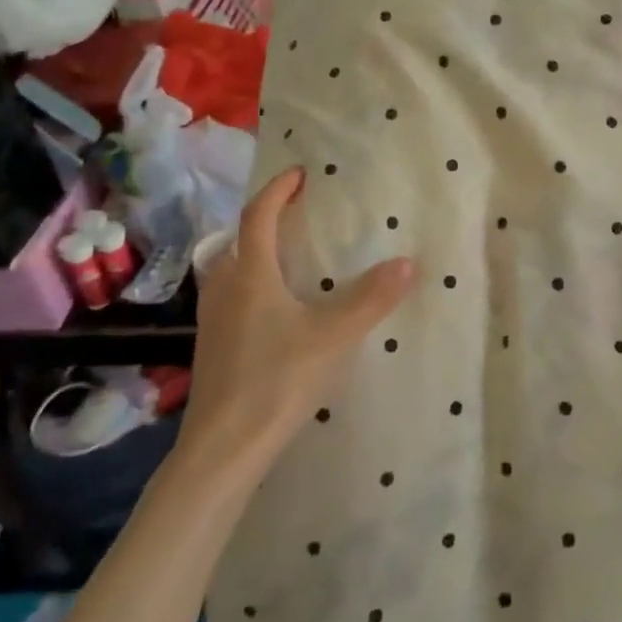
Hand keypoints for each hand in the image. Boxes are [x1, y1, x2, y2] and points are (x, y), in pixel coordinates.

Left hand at [179, 166, 414, 474]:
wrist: (224, 447)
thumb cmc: (276, 380)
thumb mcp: (334, 337)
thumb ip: (371, 299)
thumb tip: (407, 262)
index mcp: (251, 276)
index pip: (259, 217)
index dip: (278, 190)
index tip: (300, 174)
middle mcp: (225, 290)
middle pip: (238, 240)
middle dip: (264, 219)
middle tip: (296, 214)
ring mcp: (213, 321)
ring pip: (229, 270)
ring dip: (254, 252)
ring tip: (287, 256)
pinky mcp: (214, 347)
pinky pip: (230, 297)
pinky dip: (250, 284)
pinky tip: (274, 309)